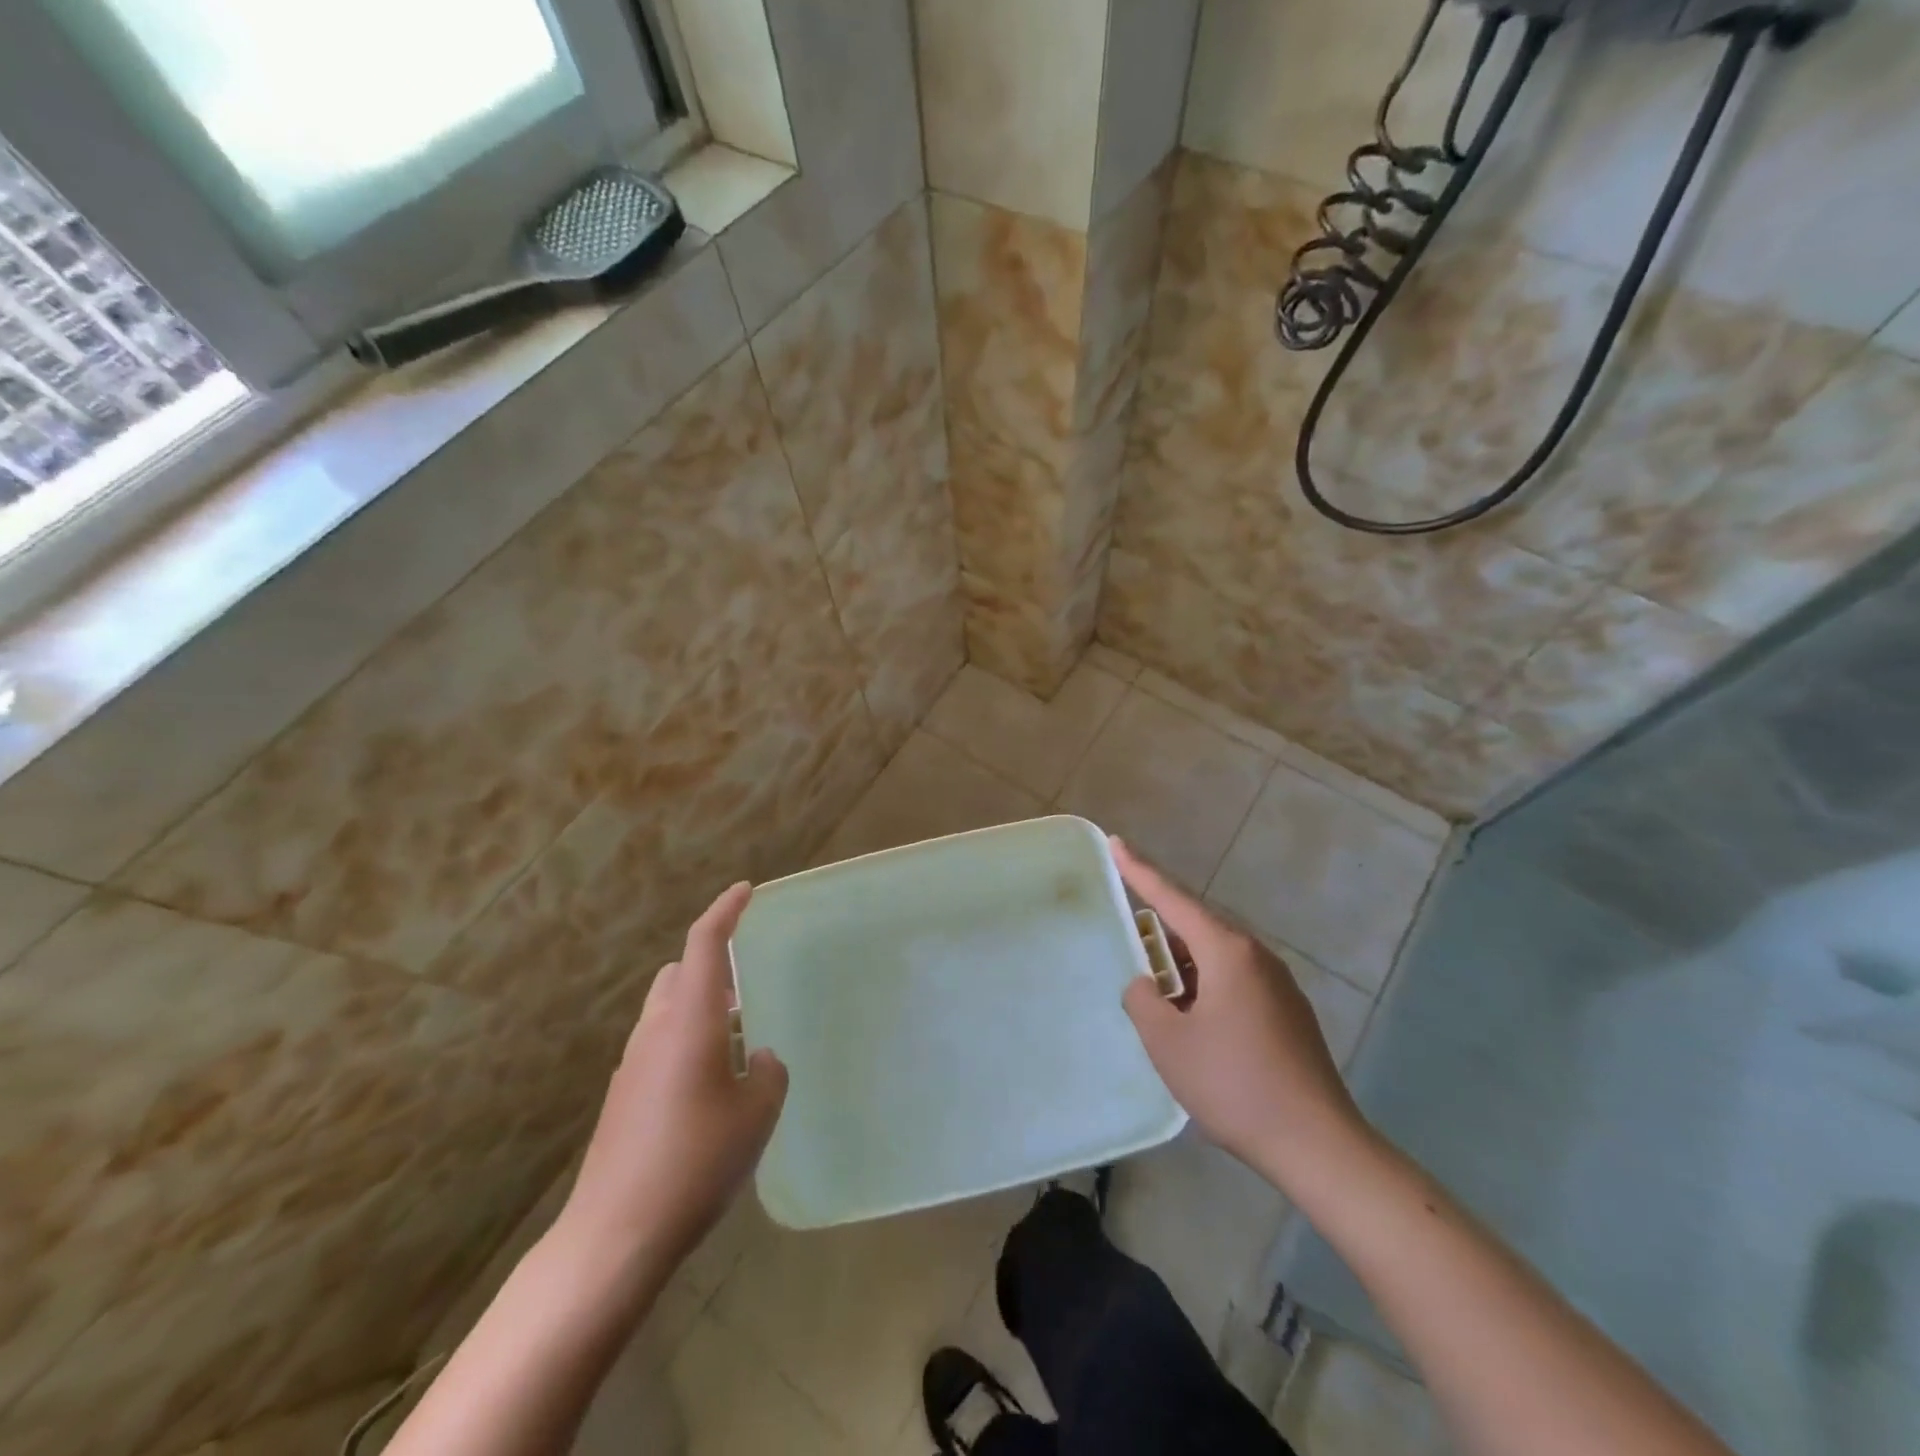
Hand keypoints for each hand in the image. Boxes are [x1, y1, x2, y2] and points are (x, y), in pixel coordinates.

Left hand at [558, 882, 787, 1269]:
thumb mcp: (756, 1114)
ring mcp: (633, 1065)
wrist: (615, 1235)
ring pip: (667, 1010)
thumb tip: (757, 1059)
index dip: (725, 911)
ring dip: (699, 1007)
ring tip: (736, 1036)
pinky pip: (659, 1046)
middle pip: (680, 973)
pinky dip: (685, 1042)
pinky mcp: (623, 1098)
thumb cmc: (696, 1160)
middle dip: (712, 965)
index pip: (705, 943)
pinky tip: (709, 1083)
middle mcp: (656, 1030)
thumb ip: (766, 1073)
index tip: (745, 891)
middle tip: (748, 981)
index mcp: (691, 1019)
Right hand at [1114, 839, 1367, 1186]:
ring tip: (1157, 988)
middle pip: (1197, 926)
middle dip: (1161, 928)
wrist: (1318, 1145)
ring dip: (1183, 965)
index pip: (1172, 899)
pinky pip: (1235, 981)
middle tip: (1129, 933)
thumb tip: (1146, 985)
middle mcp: (1256, 957)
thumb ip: (1144, 1001)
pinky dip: (1205, 986)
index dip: (1140, 871)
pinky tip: (1194, 1019)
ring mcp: (1278, 984)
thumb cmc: (1235, 1085)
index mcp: (1227, 952)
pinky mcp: (1288, 1013)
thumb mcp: (1169, 1043)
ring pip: (1217, 957)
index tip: (1116, 843)